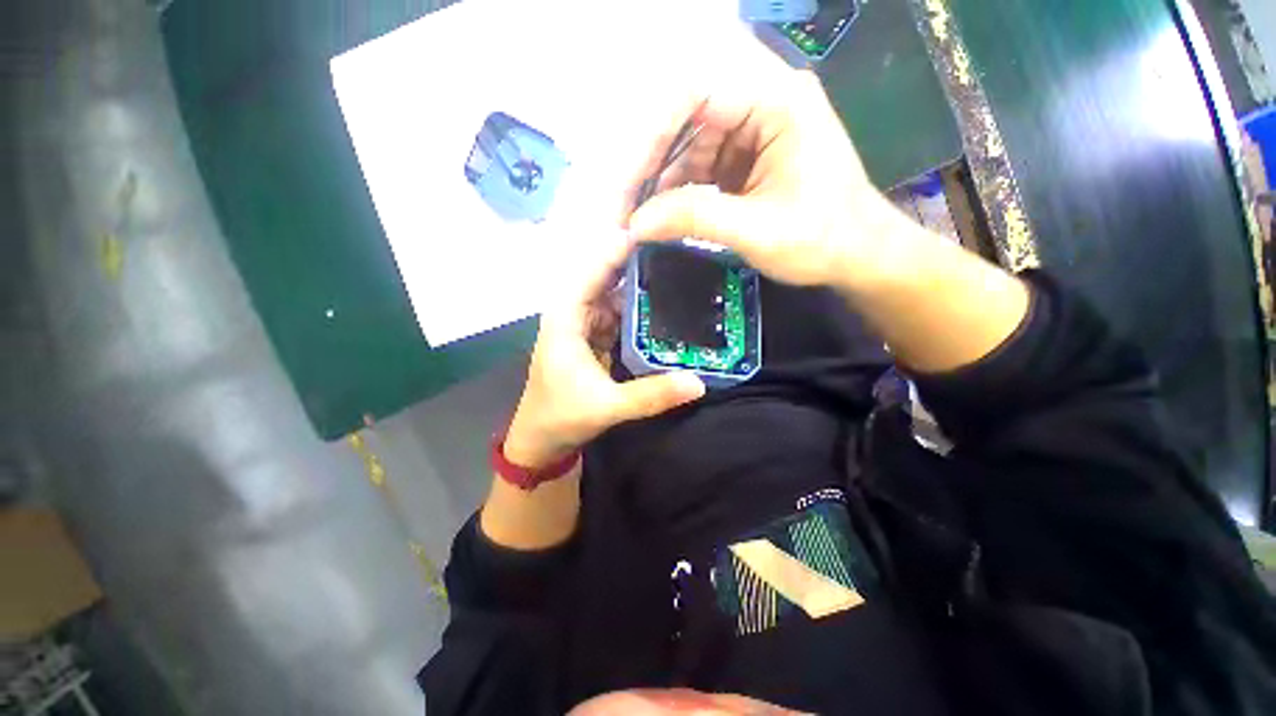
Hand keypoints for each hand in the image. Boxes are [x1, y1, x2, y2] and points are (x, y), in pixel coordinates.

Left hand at [504, 234, 705, 468]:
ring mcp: (585, 322)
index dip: (624, 247)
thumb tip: (699, 383)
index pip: (595, 267)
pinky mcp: (594, 335)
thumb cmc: (561, 417)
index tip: (661, 230)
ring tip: (680, 268)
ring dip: (642, 283)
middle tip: (680, 246)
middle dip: (639, 260)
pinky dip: (639, 307)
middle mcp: (574, 311)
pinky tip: (665, 302)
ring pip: (615, 293)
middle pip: (607, 274)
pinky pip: (619, 312)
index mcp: (566, 316)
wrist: (540, 440)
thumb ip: (652, 395)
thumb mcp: (608, 406)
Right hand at [625, 68, 898, 289]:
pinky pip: (704, 166)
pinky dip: (683, 192)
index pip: (696, 95)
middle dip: (655, 168)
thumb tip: (636, 224)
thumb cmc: (821, 241)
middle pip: (688, 121)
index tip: (630, 186)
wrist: (859, 256)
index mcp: (777, 102)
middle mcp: (764, 104)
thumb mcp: (755, 231)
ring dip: (665, 185)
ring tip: (644, 221)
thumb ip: (693, 219)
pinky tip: (669, 217)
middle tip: (629, 211)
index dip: (653, 137)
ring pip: (692, 147)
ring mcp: (757, 131)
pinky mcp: (750, 158)